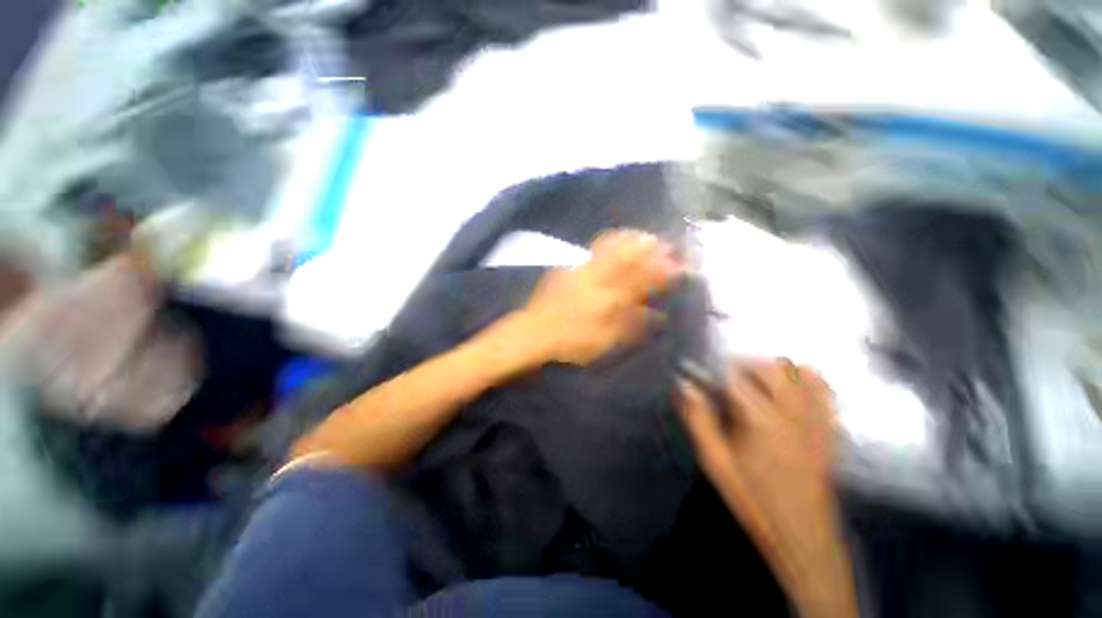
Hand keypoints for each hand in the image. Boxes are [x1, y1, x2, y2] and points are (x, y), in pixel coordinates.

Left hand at [519, 230, 680, 365]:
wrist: (534, 332)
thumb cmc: (572, 341)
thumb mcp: (605, 341)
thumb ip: (633, 326)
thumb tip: (658, 315)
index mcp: (609, 299)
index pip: (642, 280)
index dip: (662, 271)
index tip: (679, 265)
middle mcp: (598, 279)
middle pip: (628, 258)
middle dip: (650, 248)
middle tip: (667, 242)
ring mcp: (582, 270)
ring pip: (611, 249)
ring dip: (631, 240)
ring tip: (646, 234)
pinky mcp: (570, 267)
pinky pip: (594, 250)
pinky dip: (610, 241)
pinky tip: (616, 239)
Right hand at [678, 361, 835, 529]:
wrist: (802, 534)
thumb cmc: (752, 498)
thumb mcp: (715, 461)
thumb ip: (697, 418)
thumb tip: (684, 384)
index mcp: (761, 419)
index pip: (734, 375)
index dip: (712, 370)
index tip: (700, 376)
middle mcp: (792, 411)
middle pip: (768, 366)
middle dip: (741, 365)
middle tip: (724, 382)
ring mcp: (816, 417)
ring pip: (794, 369)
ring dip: (769, 369)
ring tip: (752, 384)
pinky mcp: (829, 426)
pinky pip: (822, 386)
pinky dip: (803, 376)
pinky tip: (786, 387)